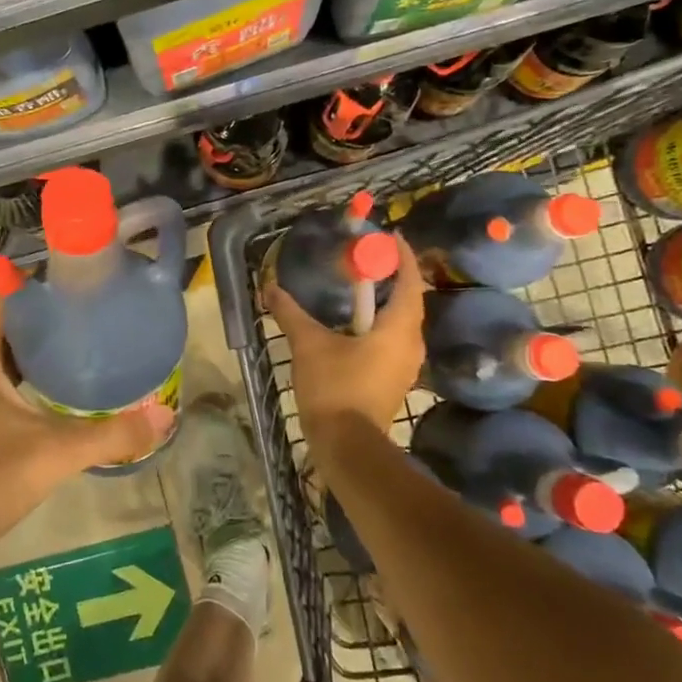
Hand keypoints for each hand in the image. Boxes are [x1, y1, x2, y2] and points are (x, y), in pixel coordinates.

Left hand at [0, 291, 174, 563]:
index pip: (5, 294)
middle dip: (50, 311)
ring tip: (90, 336)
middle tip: (98, 307)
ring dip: (41, 342)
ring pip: (5, 349)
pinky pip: (2, 373)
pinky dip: (30, 369)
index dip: (41, 281)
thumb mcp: (54, 453)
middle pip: (9, 319)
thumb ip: (112, 434)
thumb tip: (166, 416)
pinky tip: (66, 381)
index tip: (84, 278)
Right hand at [265, 232, 425, 455]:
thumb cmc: (335, 387)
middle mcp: (410, 343)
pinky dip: (379, 324)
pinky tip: (354, 324)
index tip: (390, 236)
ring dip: (385, 302)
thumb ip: (291, 313)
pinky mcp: (393, 380)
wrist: (346, 446)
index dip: (403, 256)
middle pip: (409, 300)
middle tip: (369, 259)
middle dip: (393, 276)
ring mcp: (405, 365)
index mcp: (398, 328)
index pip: (410, 281)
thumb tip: (271, 287)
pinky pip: (392, 340)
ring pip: (401, 322)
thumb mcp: (308, 345)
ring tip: (360, 287)